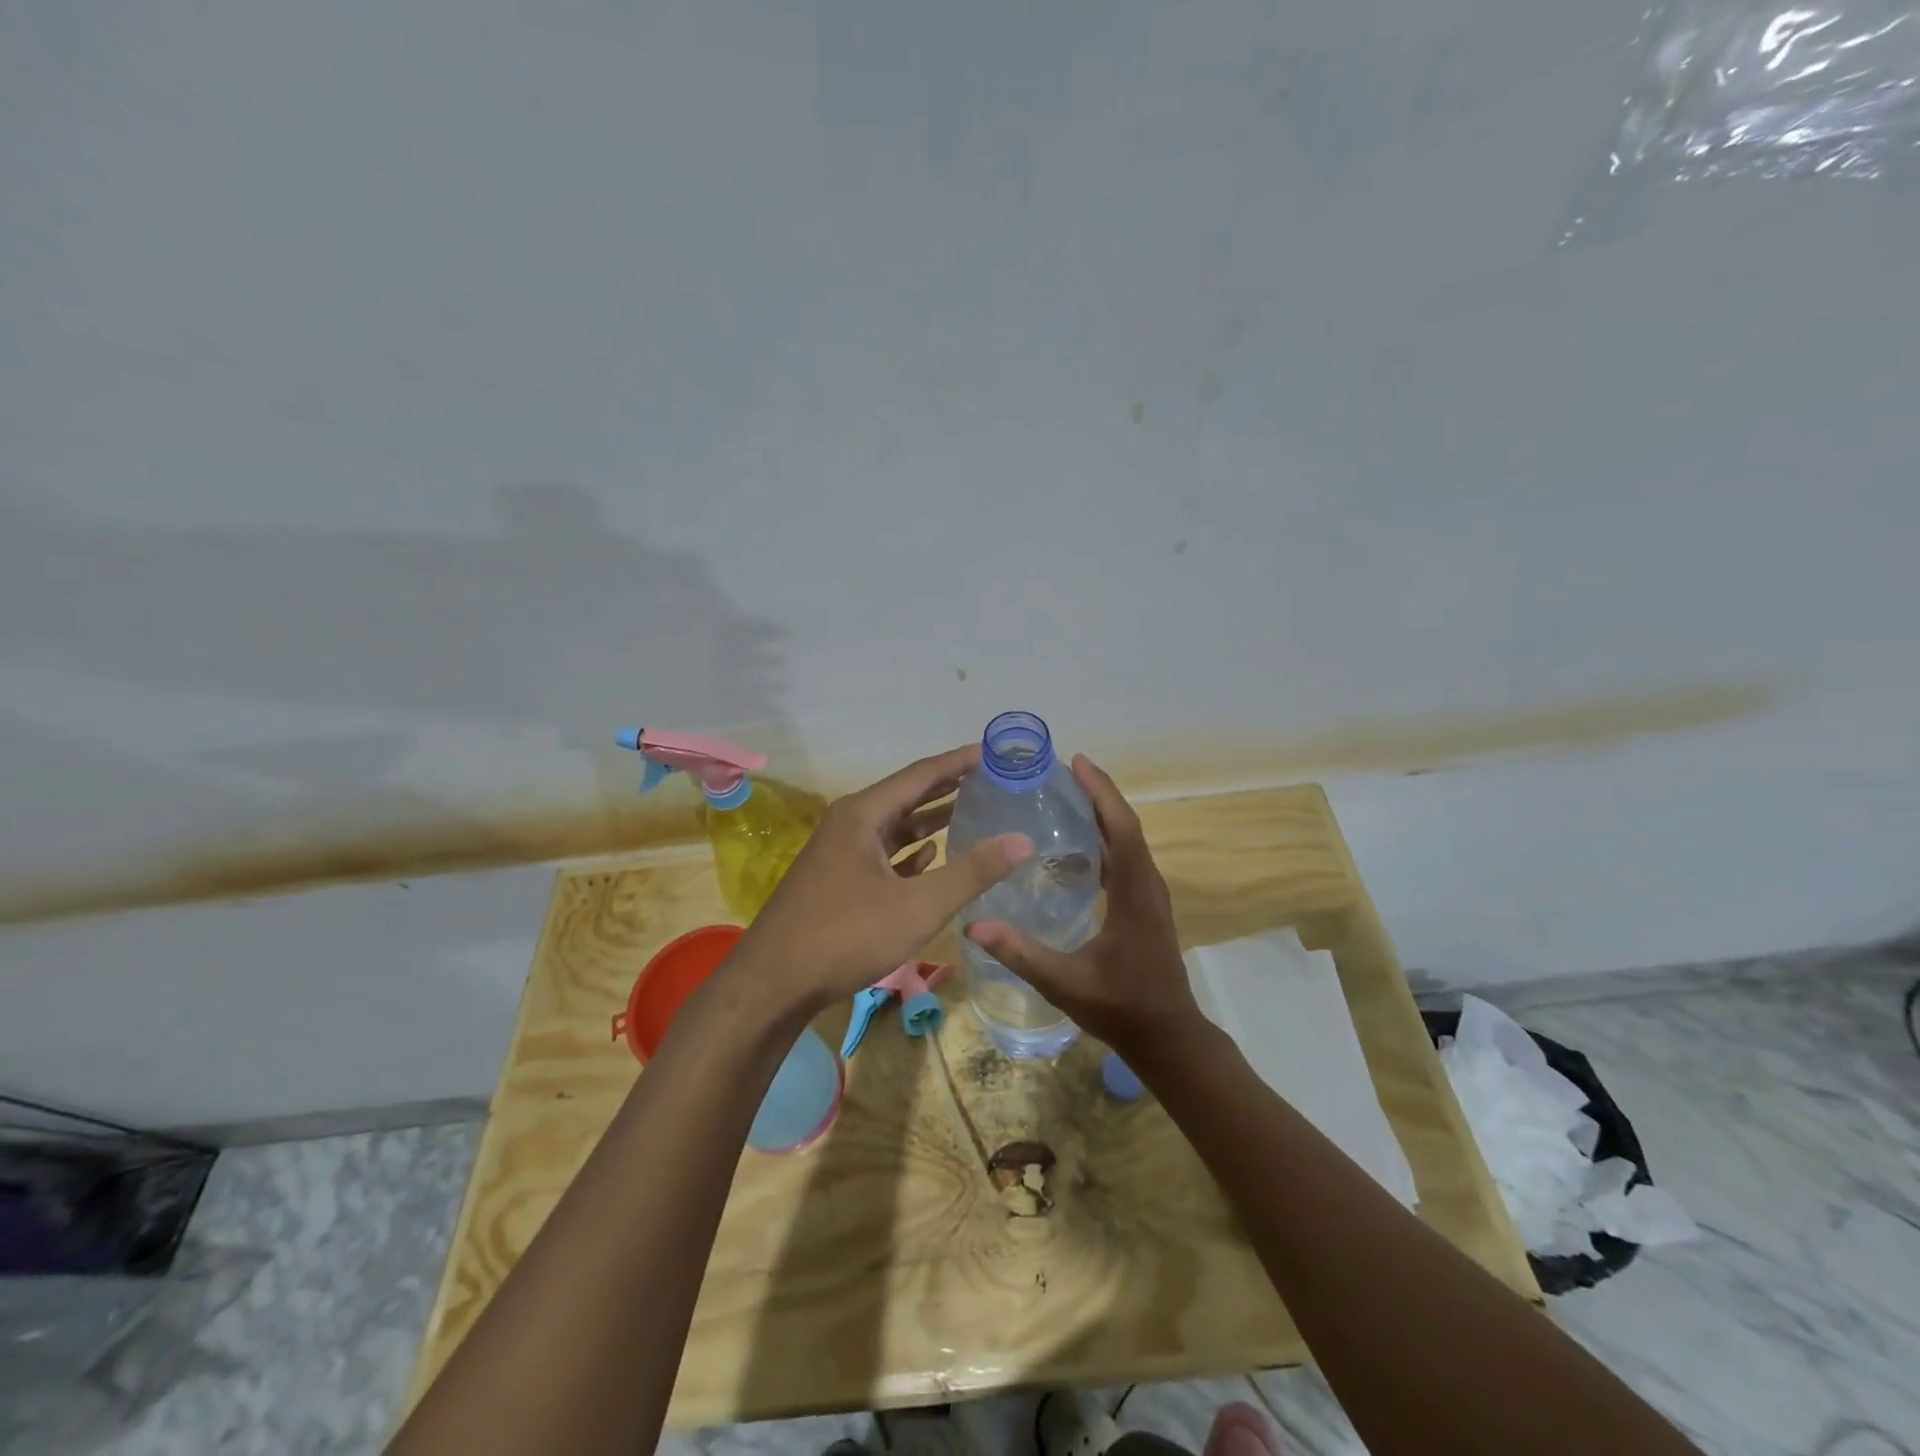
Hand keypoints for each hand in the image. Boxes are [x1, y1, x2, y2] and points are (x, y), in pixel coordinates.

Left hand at [735, 744, 1031, 1008]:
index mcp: (863, 814)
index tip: (994, 752)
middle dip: (948, 787)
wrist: (773, 984)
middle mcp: (849, 823)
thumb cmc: (846, 936)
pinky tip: (932, 855)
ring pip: (894, 826)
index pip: (921, 774)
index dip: (959, 762)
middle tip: (991, 779)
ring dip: (931, 819)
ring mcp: (840, 852)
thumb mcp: (919, 906)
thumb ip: (972, 872)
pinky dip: (910, 851)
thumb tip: (1022, 839)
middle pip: (907, 795)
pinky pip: (882, 853)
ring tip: (972, 811)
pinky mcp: (837, 880)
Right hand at [964, 755, 1203, 1058]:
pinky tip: (1075, 845)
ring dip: (1102, 814)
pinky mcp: (1145, 905)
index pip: (1122, 828)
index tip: (1076, 762)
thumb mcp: (1065, 983)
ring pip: (1128, 840)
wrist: (1167, 1036)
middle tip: (1061, 772)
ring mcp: (1149, 894)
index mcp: (1135, 892)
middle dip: (1097, 794)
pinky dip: (1105, 839)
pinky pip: (1126, 858)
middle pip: (1126, 825)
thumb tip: (973, 924)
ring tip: (1065, 797)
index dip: (1101, 792)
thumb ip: (1021, 953)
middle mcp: (1147, 884)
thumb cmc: (1120, 1007)